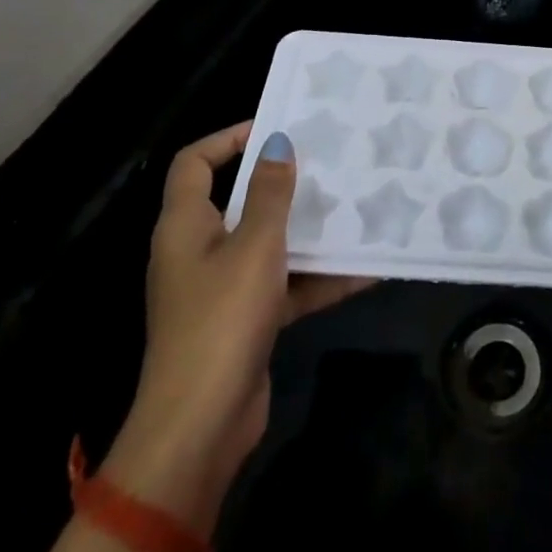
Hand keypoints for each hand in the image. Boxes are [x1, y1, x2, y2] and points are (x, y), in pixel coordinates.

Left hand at [104, 124, 367, 525]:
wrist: (202, 425)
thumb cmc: (222, 319)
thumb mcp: (254, 247)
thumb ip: (269, 194)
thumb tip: (276, 143)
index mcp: (186, 226)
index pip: (195, 163)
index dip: (229, 138)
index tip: (277, 126)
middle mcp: (199, 251)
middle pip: (238, 201)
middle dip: (283, 183)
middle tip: (328, 162)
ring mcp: (222, 289)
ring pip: (268, 244)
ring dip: (308, 231)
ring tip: (355, 206)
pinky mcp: (246, 320)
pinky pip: (285, 285)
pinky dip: (318, 277)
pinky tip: (365, 268)